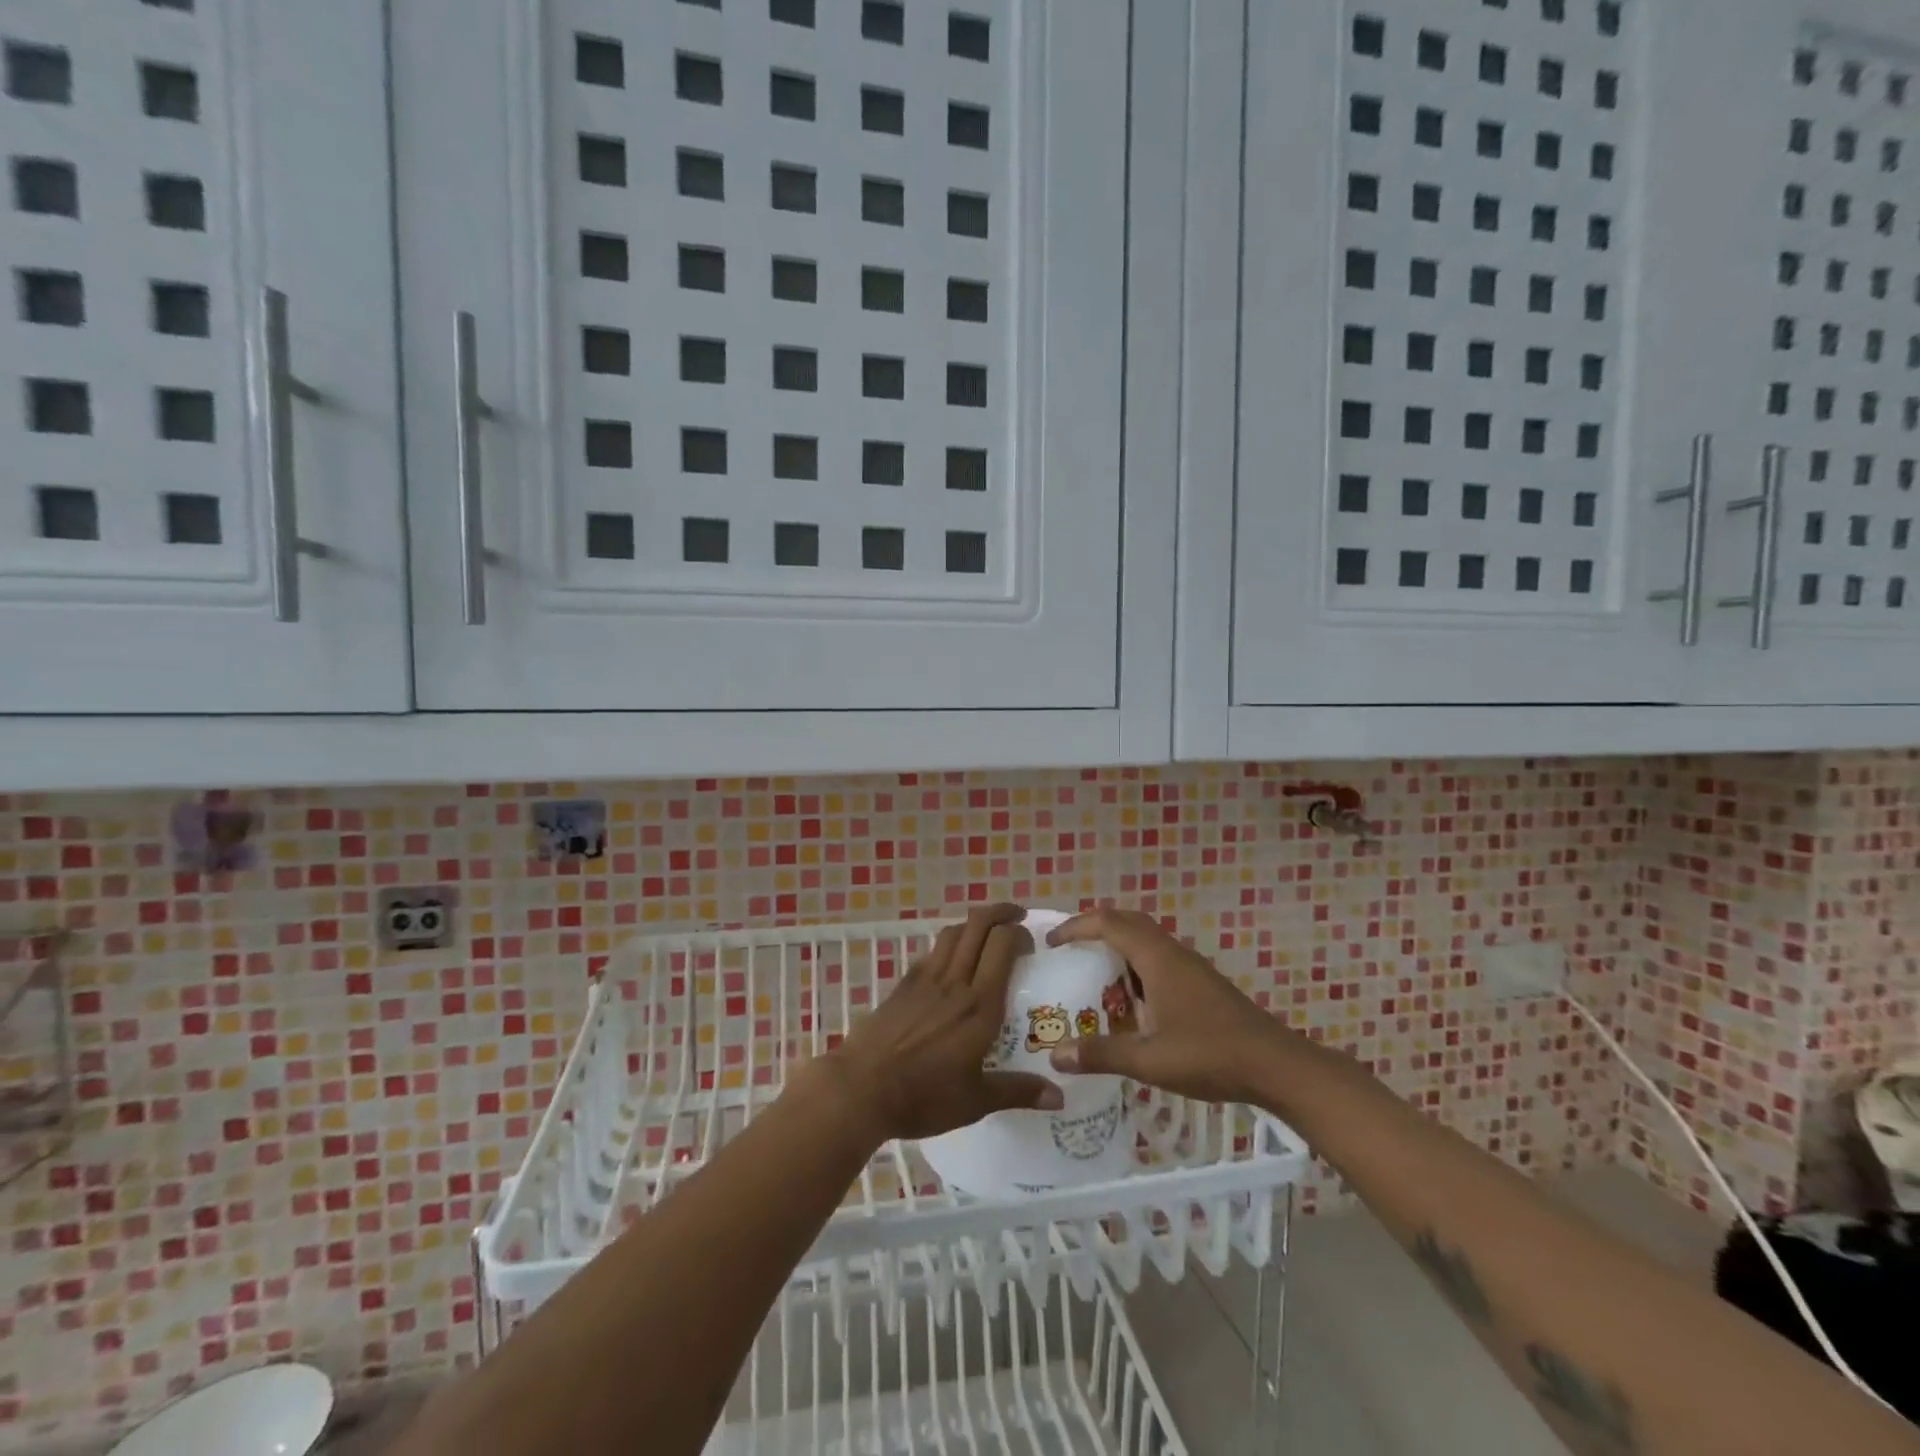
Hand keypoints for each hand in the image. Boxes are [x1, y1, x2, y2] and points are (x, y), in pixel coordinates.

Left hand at [817, 904, 1063, 1142]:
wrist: (861, 1089)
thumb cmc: (923, 1097)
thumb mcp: (976, 1101)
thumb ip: (1018, 1091)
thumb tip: (1060, 1096)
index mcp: (980, 1006)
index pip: (1003, 945)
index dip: (1020, 933)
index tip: (1032, 944)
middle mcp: (955, 982)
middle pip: (978, 925)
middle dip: (1001, 913)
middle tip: (1017, 920)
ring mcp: (926, 979)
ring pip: (953, 932)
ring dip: (974, 924)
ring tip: (987, 933)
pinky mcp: (903, 984)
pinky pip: (932, 951)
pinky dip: (949, 944)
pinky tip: (952, 961)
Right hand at [1045, 907, 1292, 1104]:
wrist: (1276, 1066)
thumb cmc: (1210, 1055)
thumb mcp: (1149, 1060)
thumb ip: (1101, 1054)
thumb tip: (1055, 1055)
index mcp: (1157, 958)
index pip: (1108, 923)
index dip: (1076, 926)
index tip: (1051, 941)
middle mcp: (1173, 953)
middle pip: (1128, 922)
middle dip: (1094, 929)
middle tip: (1069, 949)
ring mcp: (1191, 967)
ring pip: (1146, 941)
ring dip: (1117, 948)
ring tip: (1093, 975)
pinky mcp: (1202, 984)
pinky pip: (1159, 960)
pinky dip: (1136, 967)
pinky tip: (1132, 1003)